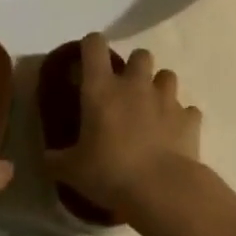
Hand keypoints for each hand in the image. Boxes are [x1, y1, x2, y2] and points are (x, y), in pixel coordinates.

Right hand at [45, 34, 202, 212]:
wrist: (162, 190)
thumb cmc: (110, 173)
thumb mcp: (72, 170)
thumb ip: (56, 160)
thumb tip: (45, 158)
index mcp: (101, 88)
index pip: (95, 45)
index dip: (91, 46)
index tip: (88, 60)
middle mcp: (135, 84)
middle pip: (140, 54)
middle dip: (134, 67)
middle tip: (126, 90)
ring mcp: (166, 99)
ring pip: (167, 75)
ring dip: (159, 87)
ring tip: (152, 109)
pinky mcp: (189, 119)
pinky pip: (188, 110)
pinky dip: (182, 118)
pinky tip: (174, 134)